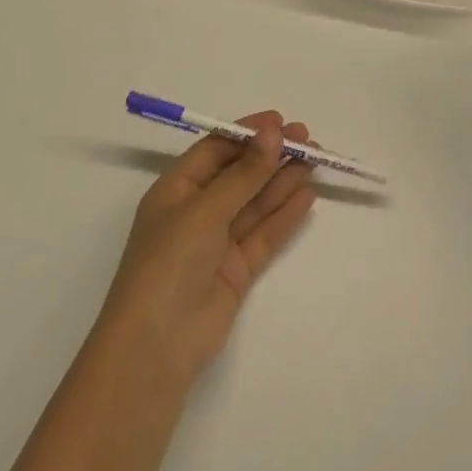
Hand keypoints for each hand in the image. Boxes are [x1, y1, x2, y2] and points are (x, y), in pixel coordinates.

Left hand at [95, 113, 316, 386]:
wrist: (156, 348)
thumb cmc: (169, 263)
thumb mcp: (205, 210)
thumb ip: (245, 174)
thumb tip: (274, 134)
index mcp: (176, 190)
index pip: (215, 150)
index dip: (247, 134)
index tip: (280, 122)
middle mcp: (196, 211)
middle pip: (240, 174)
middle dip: (271, 155)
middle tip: (307, 139)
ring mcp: (217, 242)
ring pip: (256, 202)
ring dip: (283, 180)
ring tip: (315, 160)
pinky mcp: (236, 269)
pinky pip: (264, 233)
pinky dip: (286, 214)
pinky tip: (308, 195)